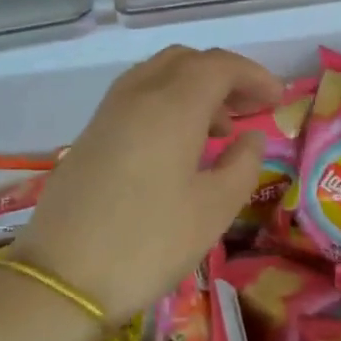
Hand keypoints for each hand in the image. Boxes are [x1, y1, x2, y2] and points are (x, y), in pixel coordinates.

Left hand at [13, 46, 280, 324]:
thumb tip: (251, 137)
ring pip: (158, 74)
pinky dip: (167, 102)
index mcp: (173, 105)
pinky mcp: (91, 135)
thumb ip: (243, 164)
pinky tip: (178, 144)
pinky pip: (138, 97)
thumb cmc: (150, 243)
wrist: (62, 279)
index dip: (254, 76)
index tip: (278, 100)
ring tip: (220, 128)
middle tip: (251, 107)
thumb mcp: (214, 209)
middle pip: (187, 61)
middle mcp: (138, 95)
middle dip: (224, 76)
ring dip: (194, 87)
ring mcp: (109, 112)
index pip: (220, 66)